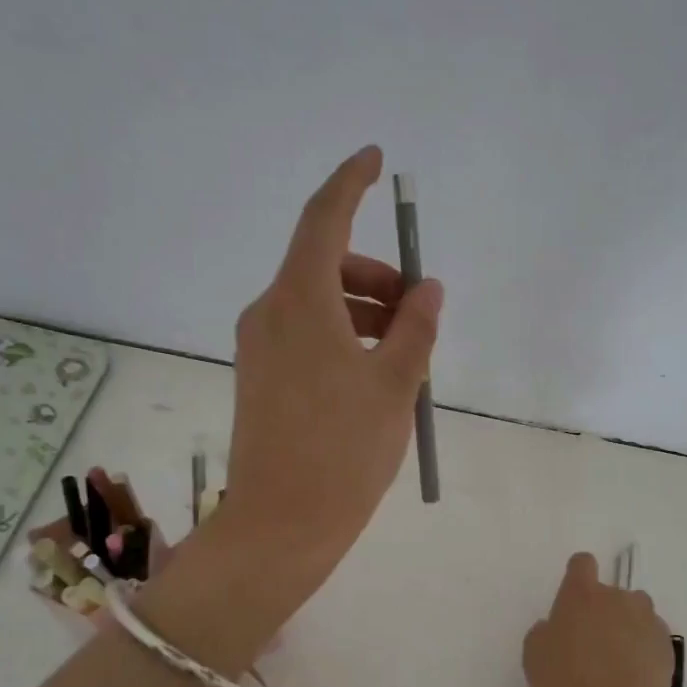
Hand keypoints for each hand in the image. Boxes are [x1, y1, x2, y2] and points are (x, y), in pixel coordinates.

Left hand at [215, 146, 442, 611]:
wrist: (281, 525)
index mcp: (299, 302)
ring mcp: (259, 347)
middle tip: (421, 309)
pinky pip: (306, 334)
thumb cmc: (344, 451)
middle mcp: (269, 313)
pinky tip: (375, 372)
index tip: (375, 160)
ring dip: (364, 308)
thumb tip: (427, 290)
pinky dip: (343, 334)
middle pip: (325, 264)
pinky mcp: (260, 377)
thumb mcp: (396, 386)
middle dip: (377, 274)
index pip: (323, 219)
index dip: (350, 183)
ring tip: (408, 351)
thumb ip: (416, 328)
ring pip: (317, 302)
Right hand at [523, 553, 675, 686]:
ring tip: (617, 663)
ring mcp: (647, 620)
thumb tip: (557, 628)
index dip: (577, 577)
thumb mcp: (535, 656)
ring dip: (627, 628)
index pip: (582, 564)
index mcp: (580, 594)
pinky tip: (634, 679)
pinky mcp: (667, 646)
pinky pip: (652, 638)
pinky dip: (644, 651)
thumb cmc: (565, 686)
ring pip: (636, 614)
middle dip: (603, 612)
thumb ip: (546, 631)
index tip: (573, 600)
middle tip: (592, 647)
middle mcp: (617, 598)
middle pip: (611, 593)